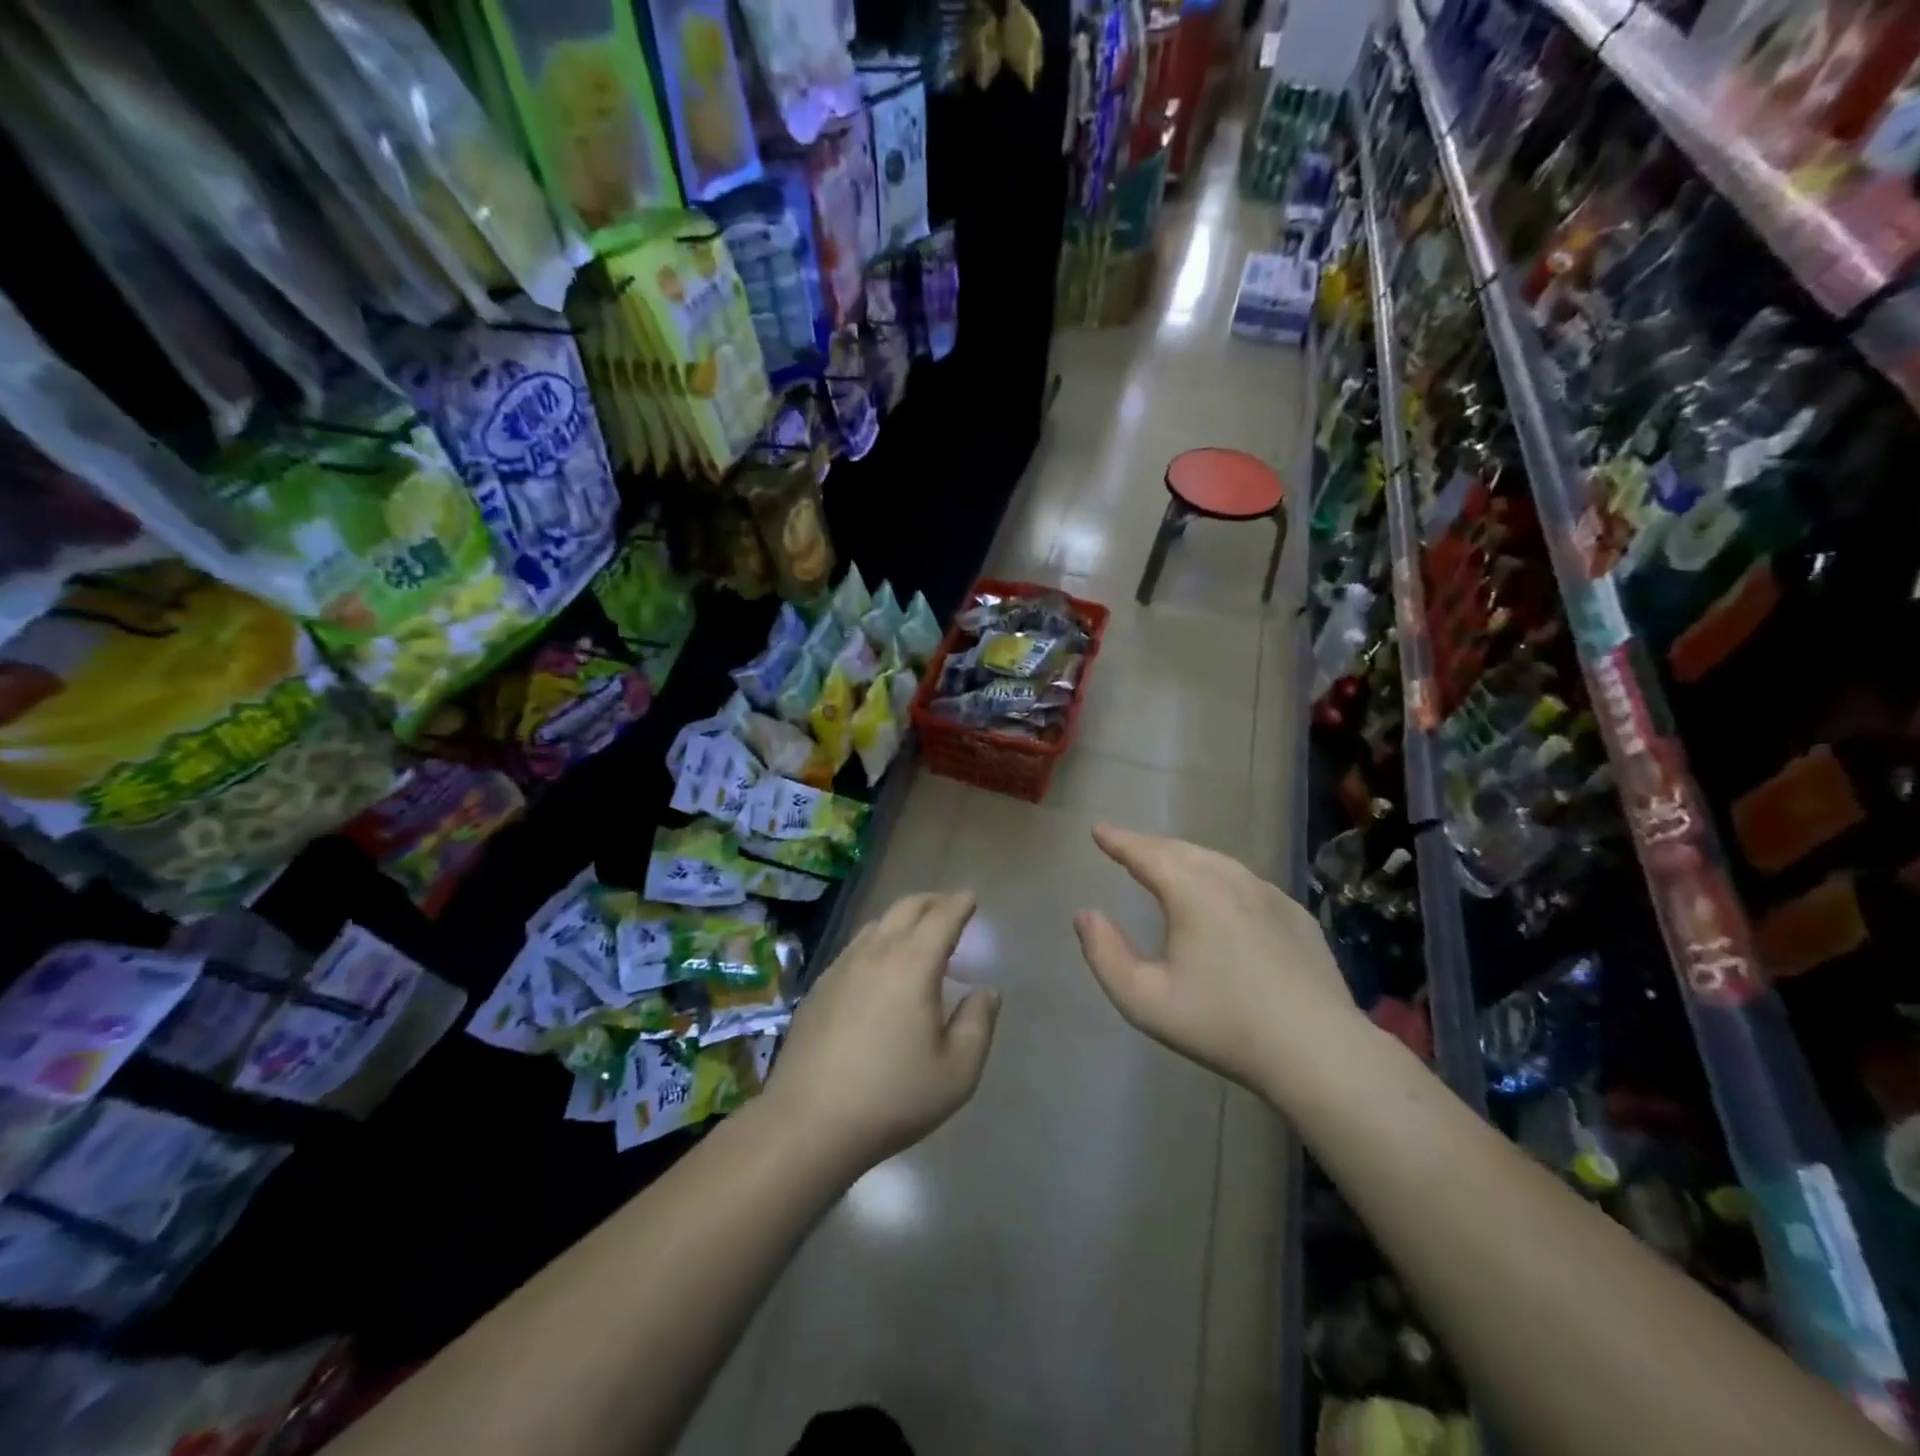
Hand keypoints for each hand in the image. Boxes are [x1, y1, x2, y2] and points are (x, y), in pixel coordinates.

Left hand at [764, 892, 998, 1174]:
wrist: (809, 1123)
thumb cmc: (893, 1098)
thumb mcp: (957, 1072)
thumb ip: (978, 1024)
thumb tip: (986, 991)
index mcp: (913, 965)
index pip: (942, 918)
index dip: (960, 904)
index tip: (970, 898)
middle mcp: (876, 954)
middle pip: (906, 908)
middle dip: (932, 901)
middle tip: (948, 907)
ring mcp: (841, 967)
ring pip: (876, 925)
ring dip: (901, 920)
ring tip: (915, 935)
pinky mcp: (818, 987)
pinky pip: (854, 949)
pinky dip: (876, 943)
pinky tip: (877, 969)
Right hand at [1074, 824, 1358, 1093]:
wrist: (1319, 1051)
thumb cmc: (1222, 1025)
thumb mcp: (1144, 1000)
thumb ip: (1105, 954)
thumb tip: (1086, 915)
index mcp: (1191, 892)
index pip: (1145, 853)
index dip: (1119, 840)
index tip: (1099, 830)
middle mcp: (1231, 880)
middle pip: (1181, 850)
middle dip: (1149, 846)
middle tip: (1127, 847)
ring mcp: (1269, 895)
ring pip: (1217, 861)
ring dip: (1185, 858)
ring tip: (1167, 865)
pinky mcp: (1296, 915)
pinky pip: (1246, 882)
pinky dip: (1220, 877)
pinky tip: (1221, 897)